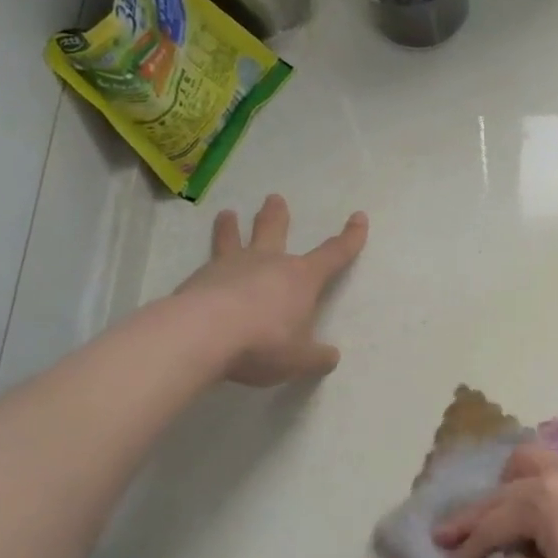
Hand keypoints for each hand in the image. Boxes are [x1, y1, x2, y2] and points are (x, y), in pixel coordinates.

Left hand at [175, 195, 367, 385]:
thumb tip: (330, 357)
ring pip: (233, 239)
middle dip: (276, 216)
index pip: (334, 254)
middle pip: (274, 231)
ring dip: (231, 227)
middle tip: (274, 198)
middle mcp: (267, 263)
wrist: (202, 334)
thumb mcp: (299, 360)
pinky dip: (205, 266)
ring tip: (227, 214)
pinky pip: (205, 267)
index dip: (350, 238)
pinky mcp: (198, 279)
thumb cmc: (263, 342)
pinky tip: (198, 272)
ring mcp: (230, 267)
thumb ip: (316, 358)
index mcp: (301, 278)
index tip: (359, 218)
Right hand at [434, 446, 557, 557]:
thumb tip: (509, 557)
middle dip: (475, 514)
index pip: (492, 525)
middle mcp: (556, 474)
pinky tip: (547, 504)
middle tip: (451, 533)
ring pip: (530, 460)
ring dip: (508, 484)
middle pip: (502, 489)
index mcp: (541, 502)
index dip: (467, 547)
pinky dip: (540, 481)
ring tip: (503, 510)